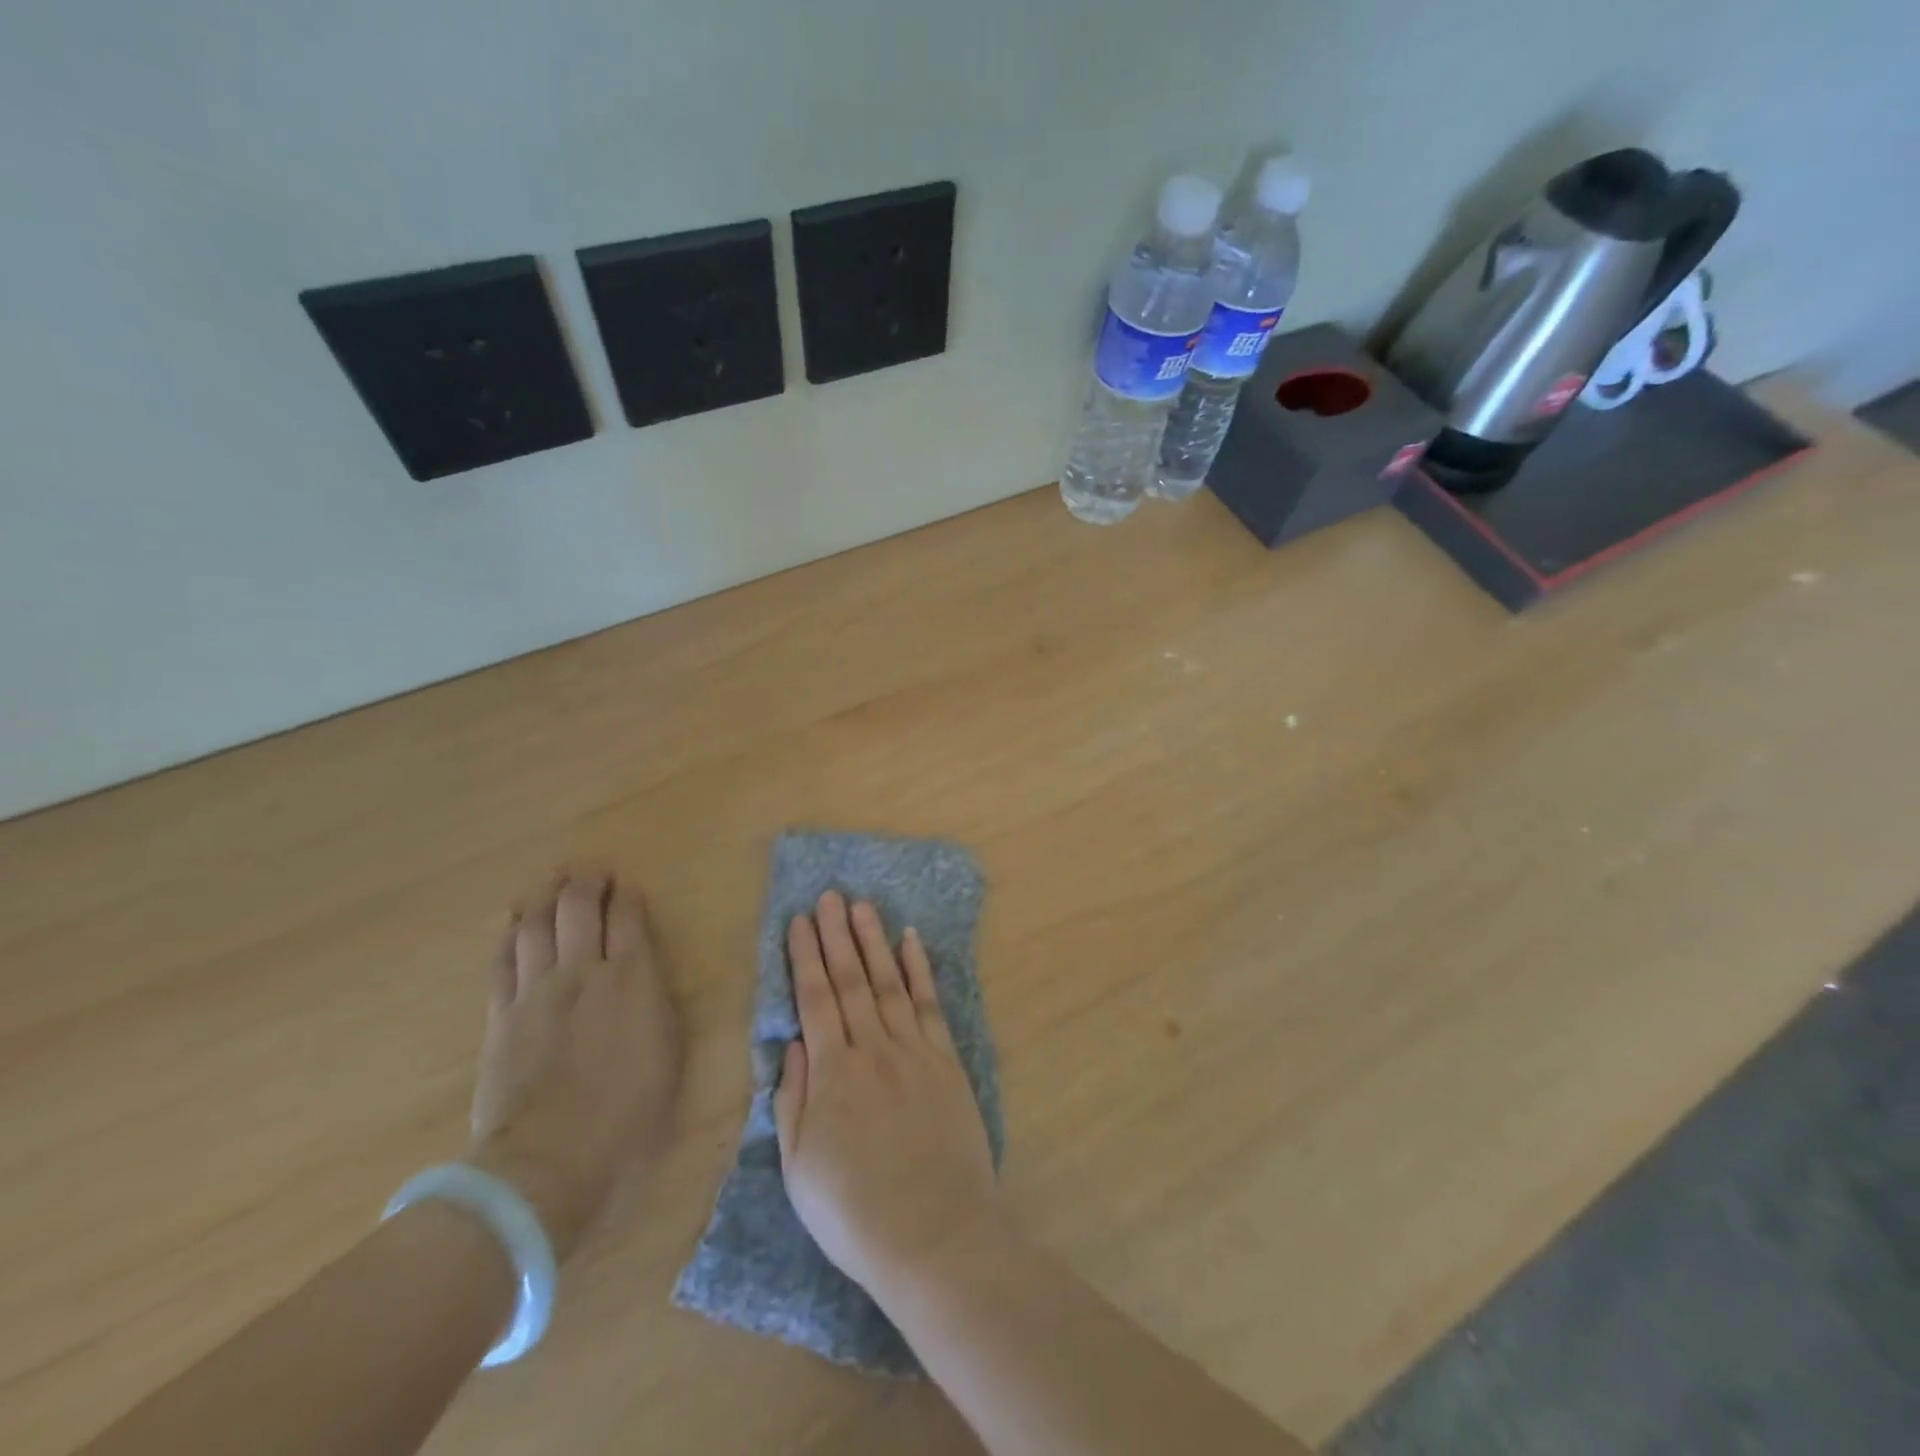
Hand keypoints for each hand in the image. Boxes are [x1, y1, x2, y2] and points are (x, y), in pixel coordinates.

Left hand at [468, 873, 680, 1259]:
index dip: (628, 896)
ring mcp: (536, 991)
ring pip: (537, 925)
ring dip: (546, 897)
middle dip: (587, 883)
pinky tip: (515, 921)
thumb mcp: (668, 1054)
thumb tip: (647, 980)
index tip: (628, 888)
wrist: (548, 1160)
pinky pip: (504, 960)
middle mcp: (583, 971)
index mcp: (632, 978)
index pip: (628, 918)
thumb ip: (657, 1005)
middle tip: (592, 872)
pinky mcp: (502, 1016)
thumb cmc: (627, 1113)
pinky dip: (511, 933)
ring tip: (553, 882)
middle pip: (579, 908)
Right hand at [774, 891, 1001, 1294]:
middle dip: (837, 935)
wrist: (933, 1232)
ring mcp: (913, 1049)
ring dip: (874, 940)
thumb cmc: (854, 1211)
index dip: (805, 957)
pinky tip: (911, 941)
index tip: (799, 921)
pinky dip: (919, 969)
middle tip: (829, 896)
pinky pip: (930, 1003)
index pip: (814, 999)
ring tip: (862, 906)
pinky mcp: (946, 1059)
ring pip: (889, 981)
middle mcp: (871, 1048)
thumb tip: (792, 1046)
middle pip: (851, 979)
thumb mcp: (799, 1167)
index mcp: (831, 1072)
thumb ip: (792, 1100)